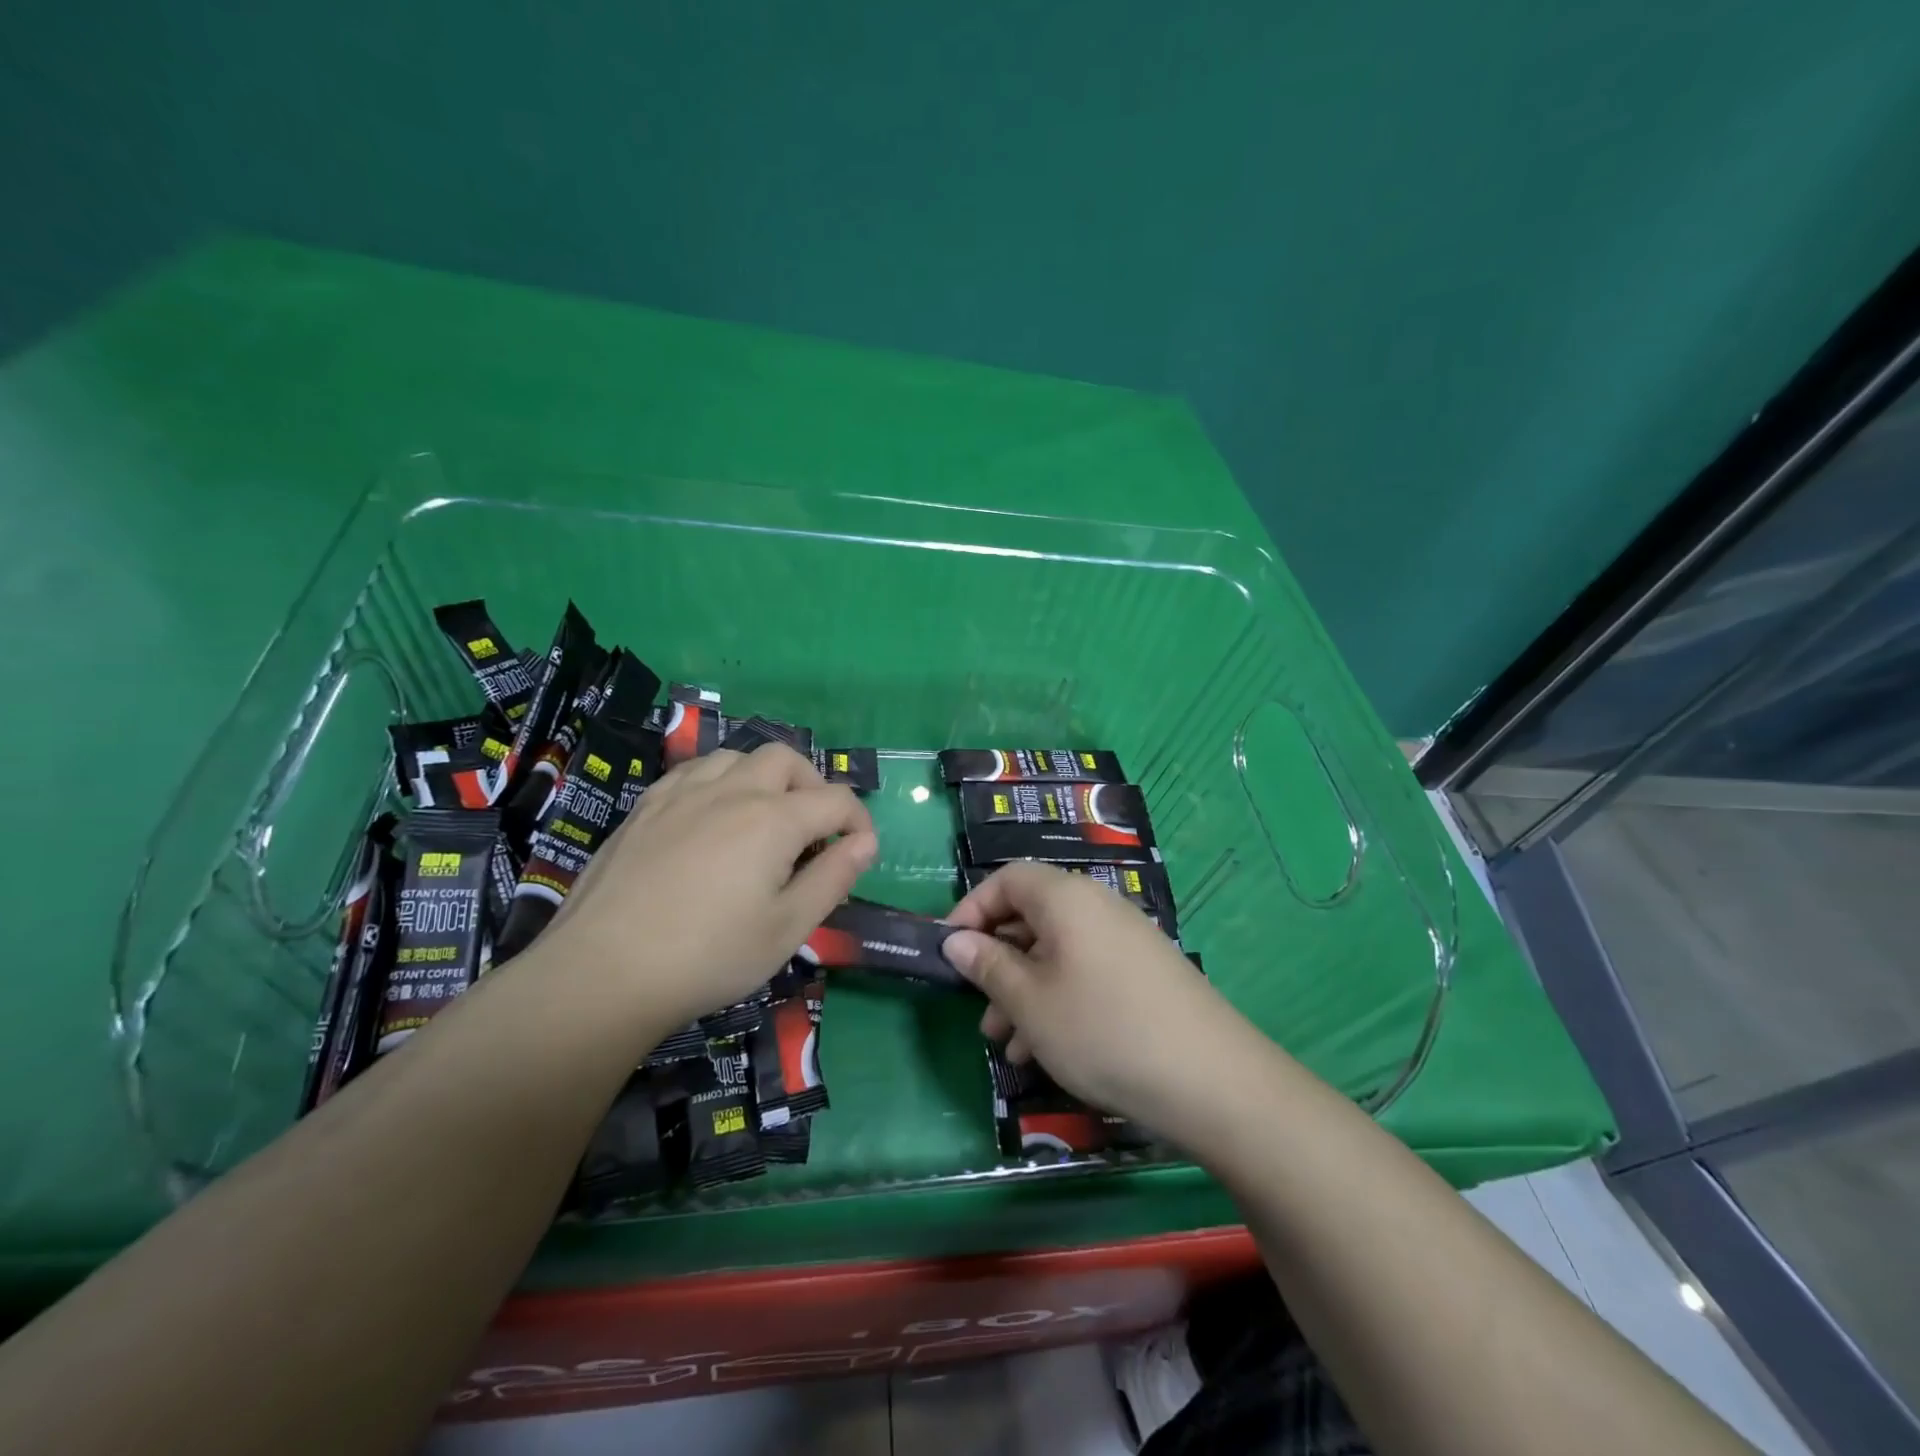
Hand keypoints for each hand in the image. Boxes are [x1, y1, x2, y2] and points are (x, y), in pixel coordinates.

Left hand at [537, 745, 875, 1034]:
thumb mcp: (787, 928)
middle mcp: (732, 790)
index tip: (860, 853)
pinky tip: (711, 814)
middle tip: (814, 830)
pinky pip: (694, 770)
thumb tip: (865, 843)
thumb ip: (833, 878)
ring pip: (737, 756)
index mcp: (773, 819)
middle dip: (813, 786)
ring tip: (764, 817)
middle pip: (787, 759)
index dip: (859, 822)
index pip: (835, 800)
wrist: (604, 972)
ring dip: (764, 776)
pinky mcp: (646, 806)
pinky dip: (719, 780)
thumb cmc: (709, 956)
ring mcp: (683, 793)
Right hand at [942, 862, 1240, 1129]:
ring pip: (1056, 951)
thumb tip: (956, 941)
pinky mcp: (1143, 972)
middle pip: (1031, 916)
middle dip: (997, 961)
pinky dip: (1057, 999)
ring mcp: (1124, 939)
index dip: (971, 910)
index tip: (950, 953)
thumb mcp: (1031, 1003)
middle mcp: (1096, 906)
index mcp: (1066, 897)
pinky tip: (1044, 1050)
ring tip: (1006, 1043)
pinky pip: (1084, 972)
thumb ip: (988, 966)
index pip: (1006, 879)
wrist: (1213, 1080)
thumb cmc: (1103, 1030)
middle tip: (978, 1009)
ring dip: (1024, 989)